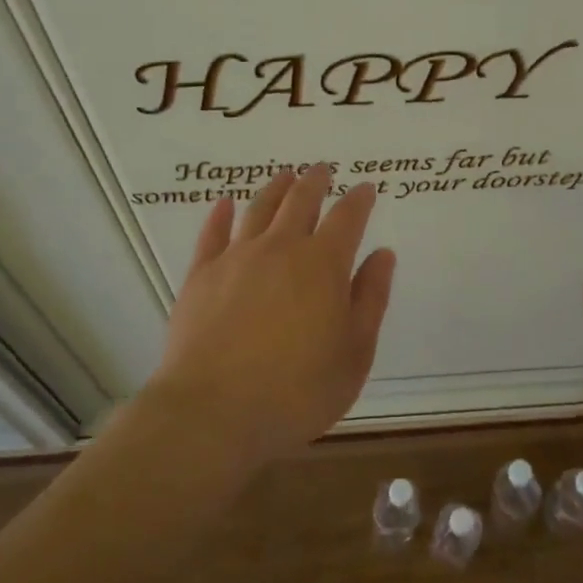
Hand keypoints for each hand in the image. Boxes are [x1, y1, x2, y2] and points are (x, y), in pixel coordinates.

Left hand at [146, 165, 395, 467]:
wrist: (213, 414)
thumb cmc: (297, 391)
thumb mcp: (354, 353)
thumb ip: (370, 299)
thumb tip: (382, 254)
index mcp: (324, 264)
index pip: (347, 217)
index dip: (359, 199)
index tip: (366, 188)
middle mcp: (281, 248)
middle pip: (301, 201)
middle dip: (315, 182)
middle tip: (322, 169)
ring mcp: (237, 258)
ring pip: (259, 209)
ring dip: (275, 188)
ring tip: (285, 176)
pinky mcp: (201, 275)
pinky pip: (212, 233)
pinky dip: (221, 214)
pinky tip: (224, 204)